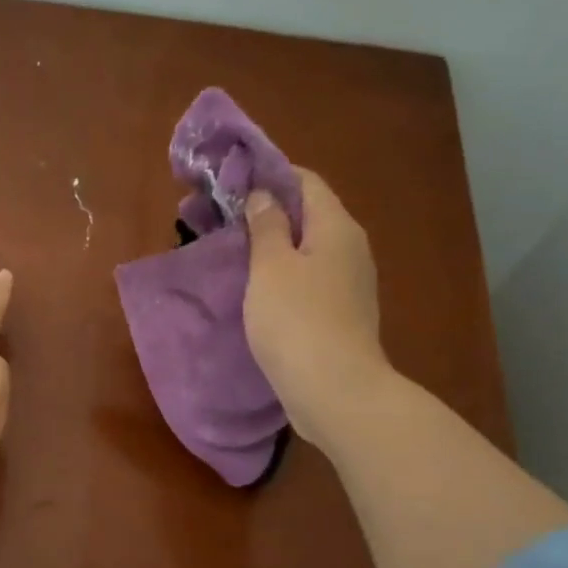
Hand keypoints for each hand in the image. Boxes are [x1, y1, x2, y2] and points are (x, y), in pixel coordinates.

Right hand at [243, 168, 391, 448]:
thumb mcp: (271, 267)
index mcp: (336, 227)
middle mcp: (350, 248)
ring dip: (269, 246)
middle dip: (263, 212)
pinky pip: (307, 280)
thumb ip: (266, 226)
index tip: (229, 182)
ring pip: (305, 250)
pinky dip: (280, 275)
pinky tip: (253, 289)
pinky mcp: (339, 315)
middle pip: (306, 215)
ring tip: (229, 253)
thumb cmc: (297, 321)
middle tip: (217, 219)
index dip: (268, 175)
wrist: (335, 392)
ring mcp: (348, 284)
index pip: (304, 181)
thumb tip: (263, 195)